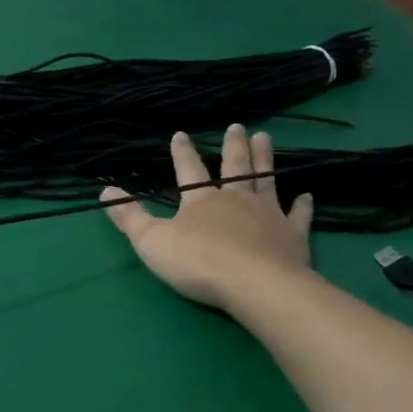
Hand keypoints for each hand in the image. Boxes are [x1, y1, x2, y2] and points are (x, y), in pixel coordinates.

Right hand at [102, 126, 313, 314]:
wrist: (256, 285)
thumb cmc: (198, 262)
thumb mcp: (152, 241)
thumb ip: (130, 217)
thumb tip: (105, 190)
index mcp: (201, 200)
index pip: (189, 170)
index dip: (183, 152)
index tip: (181, 133)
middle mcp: (236, 200)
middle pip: (235, 167)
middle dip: (233, 146)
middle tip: (238, 126)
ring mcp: (268, 216)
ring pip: (265, 181)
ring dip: (265, 160)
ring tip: (265, 138)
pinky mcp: (292, 236)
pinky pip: (298, 216)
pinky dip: (302, 206)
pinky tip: (307, 196)